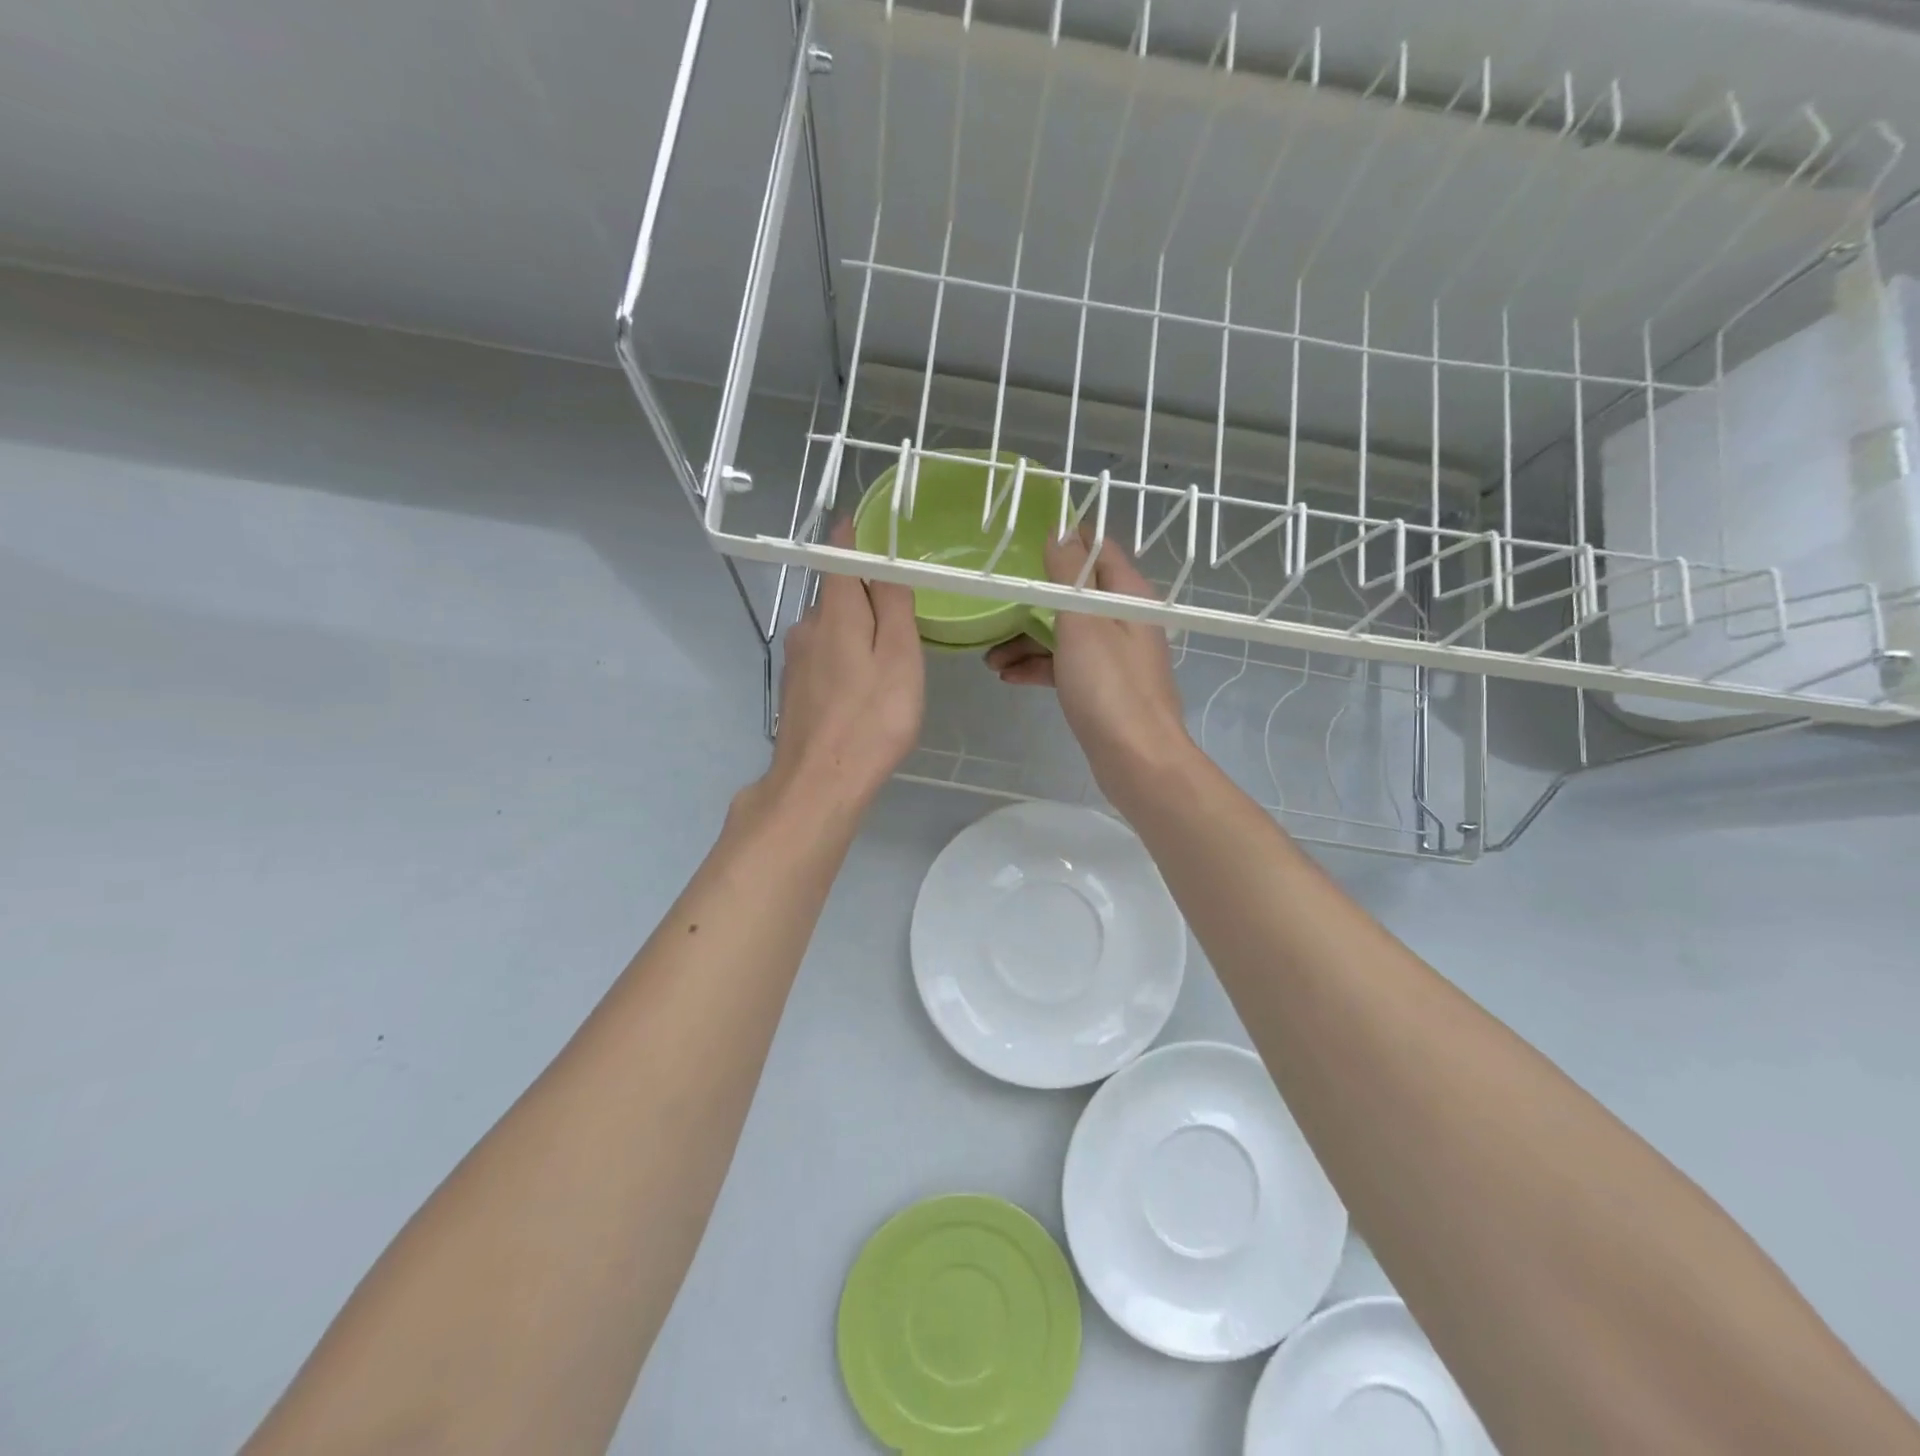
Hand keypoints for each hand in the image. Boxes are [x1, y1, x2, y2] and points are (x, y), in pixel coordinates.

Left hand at [755, 520, 924, 819]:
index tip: (866, 524)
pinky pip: (824, 656)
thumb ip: (892, 606)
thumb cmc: (871, 719)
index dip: (852, 537)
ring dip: (856, 629)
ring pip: (830, 628)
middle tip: (901, 607)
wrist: (819, 783)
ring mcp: (797, 661)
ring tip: (887, 653)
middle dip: (864, 592)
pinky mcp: (795, 690)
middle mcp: (807, 627)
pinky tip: (862, 685)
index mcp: (834, 612)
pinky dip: (845, 656)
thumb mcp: (899, 657)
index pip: (838, 557)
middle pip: (836, 594)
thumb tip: (883, 564)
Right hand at [985, 530, 1193, 801]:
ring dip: (1027, 640)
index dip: (1064, 539)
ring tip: (989, 658)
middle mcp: (1124, 620)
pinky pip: (1065, 665)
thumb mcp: (1082, 621)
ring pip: (1064, 633)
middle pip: (1073, 595)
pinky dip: (1038, 667)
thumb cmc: (1109, 686)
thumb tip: (1059, 530)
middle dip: (1032, 600)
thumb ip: (1069, 574)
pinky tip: (1008, 676)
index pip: (1097, 549)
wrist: (1136, 759)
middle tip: (994, 604)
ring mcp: (1114, 656)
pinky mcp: (1102, 687)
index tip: (1022, 539)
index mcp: (1127, 595)